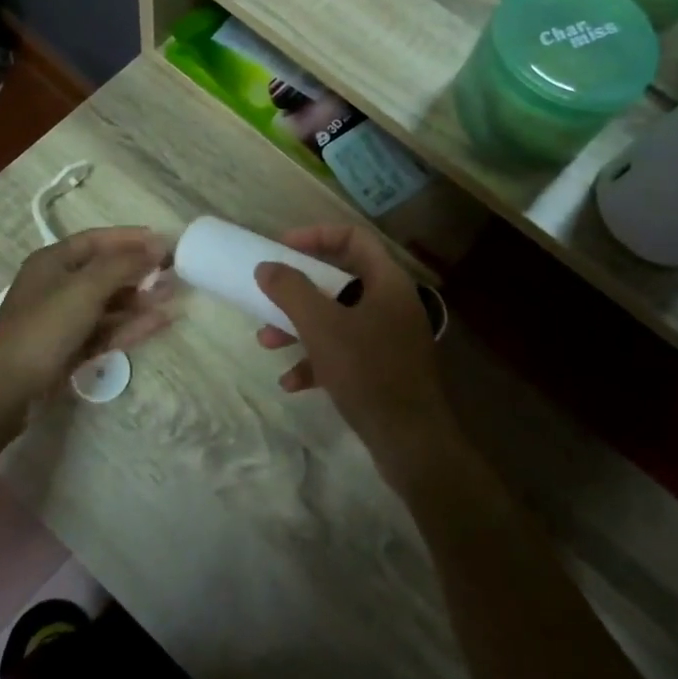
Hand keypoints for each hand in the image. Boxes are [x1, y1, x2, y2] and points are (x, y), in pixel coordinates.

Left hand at [0, 227, 173, 410]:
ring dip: (140, 300)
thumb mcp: (85, 288)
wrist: (5, 389)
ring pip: (109, 303)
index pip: (97, 240)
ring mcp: (64, 319)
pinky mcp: (71, 348)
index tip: (164, 241)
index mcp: (53, 261)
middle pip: (105, 271)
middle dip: (140, 271)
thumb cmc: (44, 327)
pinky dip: (131, 325)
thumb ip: (123, 265)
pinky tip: (160, 322)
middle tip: (175, 271)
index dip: (130, 239)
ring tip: (174, 296)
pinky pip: (107, 330)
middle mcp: (58, 285)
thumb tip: (158, 245)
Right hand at [252, 226, 454, 480]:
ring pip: (338, 318)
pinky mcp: (384, 369)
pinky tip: (293, 383)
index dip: (316, 236)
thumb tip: (267, 267)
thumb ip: (291, 291)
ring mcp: (390, 338)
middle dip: (299, 291)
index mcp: (387, 282)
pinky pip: (345, 352)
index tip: (282, 248)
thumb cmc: (368, 372)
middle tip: (269, 297)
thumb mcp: (321, 327)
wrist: (411, 442)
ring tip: (268, 344)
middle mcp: (392, 303)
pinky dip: (317, 360)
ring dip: (300, 327)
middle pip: (341, 279)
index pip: (354, 237)